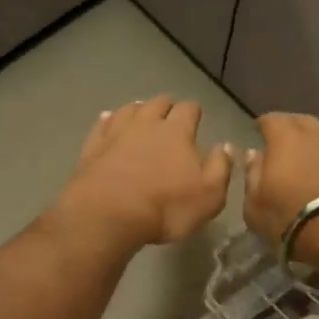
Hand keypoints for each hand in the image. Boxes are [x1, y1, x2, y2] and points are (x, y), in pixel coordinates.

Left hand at [54, 96, 233, 249]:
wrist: (108, 214)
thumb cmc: (166, 208)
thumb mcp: (209, 196)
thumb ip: (220, 168)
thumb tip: (225, 146)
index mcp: (177, 132)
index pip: (189, 109)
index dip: (193, 112)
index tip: (195, 120)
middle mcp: (146, 124)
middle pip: (158, 103)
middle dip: (166, 107)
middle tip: (169, 116)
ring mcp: (116, 133)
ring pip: (129, 109)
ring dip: (138, 109)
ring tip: (141, 115)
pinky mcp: (93, 147)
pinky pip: (101, 124)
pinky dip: (107, 120)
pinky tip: (108, 120)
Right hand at [244, 112, 318, 260]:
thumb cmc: (292, 219)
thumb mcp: (255, 206)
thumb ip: (252, 176)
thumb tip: (255, 154)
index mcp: (285, 138)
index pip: (271, 120)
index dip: (263, 125)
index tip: (258, 132)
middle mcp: (318, 133)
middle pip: (301, 122)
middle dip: (291, 130)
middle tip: (284, 146)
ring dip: (318, 144)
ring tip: (312, 161)